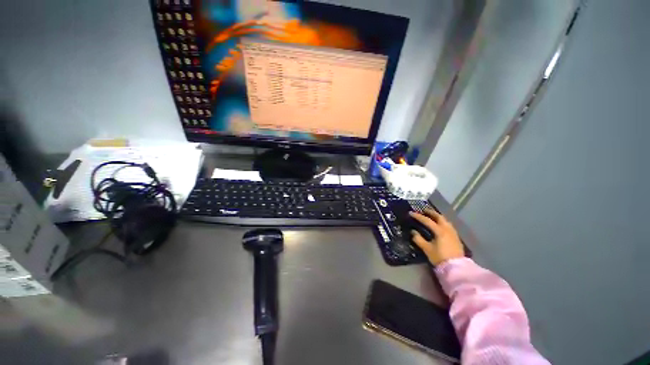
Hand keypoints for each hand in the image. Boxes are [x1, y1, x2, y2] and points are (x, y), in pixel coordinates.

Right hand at [409, 209, 464, 264]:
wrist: (456, 268)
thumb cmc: (440, 258)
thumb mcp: (427, 249)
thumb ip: (419, 239)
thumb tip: (413, 232)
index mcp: (439, 231)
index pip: (427, 220)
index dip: (418, 216)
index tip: (410, 213)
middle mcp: (447, 229)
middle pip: (439, 217)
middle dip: (431, 212)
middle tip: (424, 210)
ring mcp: (453, 233)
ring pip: (445, 220)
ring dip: (438, 217)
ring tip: (432, 217)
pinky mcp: (456, 237)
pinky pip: (448, 225)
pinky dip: (443, 222)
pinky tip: (440, 225)